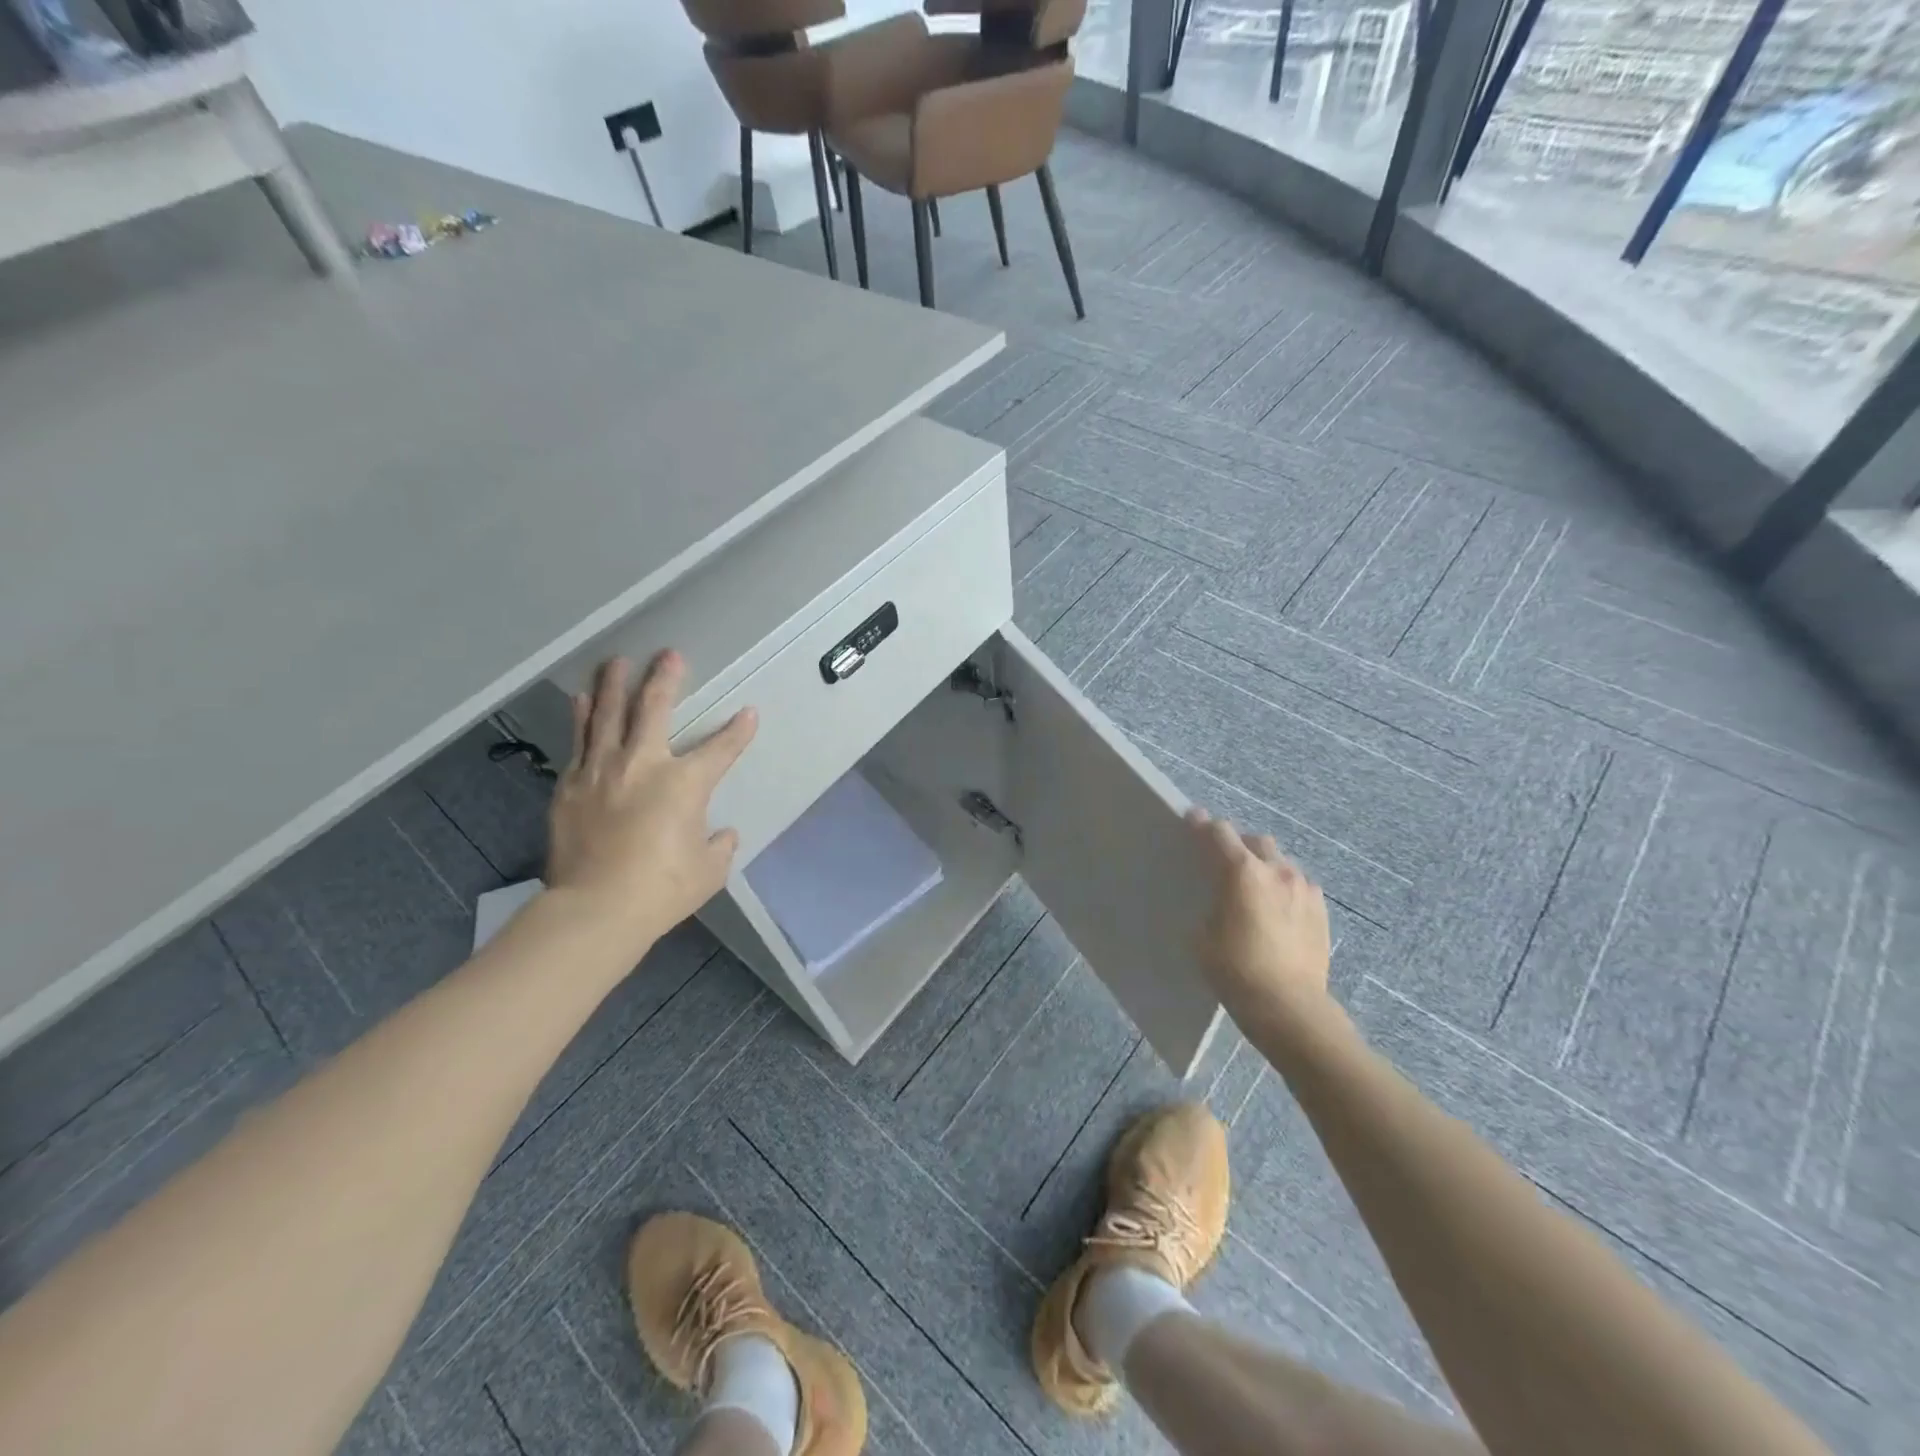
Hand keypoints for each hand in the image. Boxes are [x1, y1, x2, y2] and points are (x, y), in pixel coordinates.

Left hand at [545, 652, 756, 950]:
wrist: (596, 908)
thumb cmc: (662, 890)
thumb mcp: (708, 870)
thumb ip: (719, 846)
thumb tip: (722, 836)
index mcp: (685, 783)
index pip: (721, 749)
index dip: (738, 731)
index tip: (747, 713)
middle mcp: (643, 764)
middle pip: (654, 709)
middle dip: (665, 679)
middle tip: (669, 654)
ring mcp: (601, 771)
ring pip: (607, 716)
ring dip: (614, 686)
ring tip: (616, 662)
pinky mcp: (570, 787)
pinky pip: (579, 742)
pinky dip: (582, 719)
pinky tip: (580, 701)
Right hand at [1186, 808, 1333, 1033]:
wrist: (1289, 1006)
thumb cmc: (1235, 970)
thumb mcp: (1203, 936)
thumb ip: (1212, 906)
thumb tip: (1220, 902)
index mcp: (1242, 871)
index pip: (1219, 833)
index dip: (1202, 825)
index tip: (1192, 820)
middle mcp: (1276, 870)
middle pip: (1255, 841)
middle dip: (1239, 845)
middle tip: (1226, 862)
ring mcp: (1304, 888)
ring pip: (1281, 862)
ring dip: (1265, 866)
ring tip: (1256, 889)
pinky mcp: (1321, 909)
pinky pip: (1299, 885)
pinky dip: (1285, 888)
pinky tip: (1278, 910)